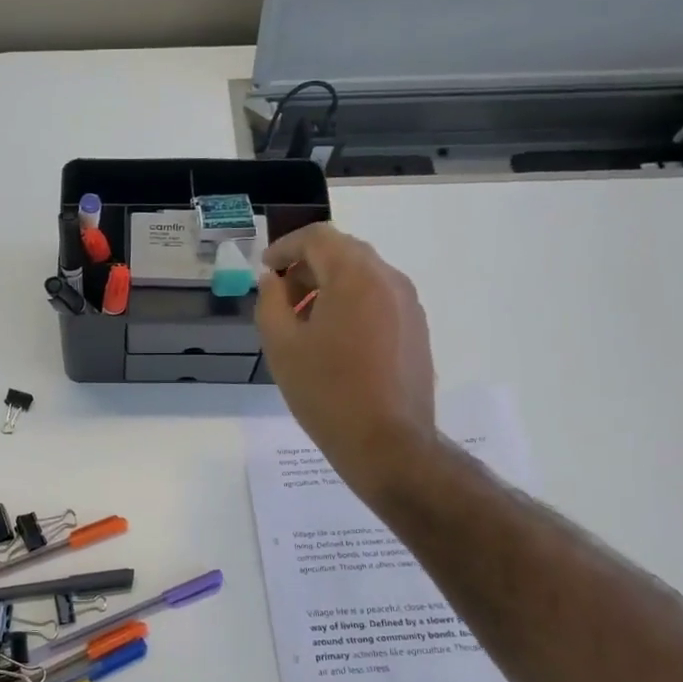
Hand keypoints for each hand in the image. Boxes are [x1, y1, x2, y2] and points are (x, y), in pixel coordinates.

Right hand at [256, 224, 436, 488]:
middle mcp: (389, 280)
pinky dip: (351, 304)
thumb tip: (272, 280)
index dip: (286, 247)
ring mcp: (409, 305)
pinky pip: (379, 300)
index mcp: (355, 276)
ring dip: (329, 286)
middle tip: (280, 295)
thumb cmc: (326, 392)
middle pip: (344, 253)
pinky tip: (333, 340)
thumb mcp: (282, 346)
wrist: (387, 443)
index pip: (318, 238)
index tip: (265, 269)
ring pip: (363, 276)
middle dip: (308, 266)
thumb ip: (270, 302)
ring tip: (303, 321)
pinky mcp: (416, 329)